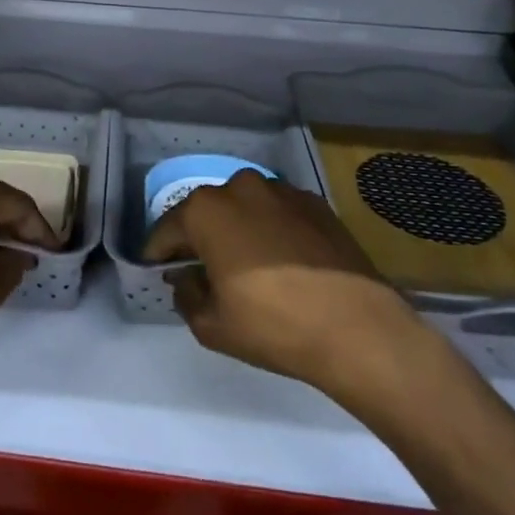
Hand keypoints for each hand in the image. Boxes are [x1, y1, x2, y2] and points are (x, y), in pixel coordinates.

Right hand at [143, 171, 430, 402]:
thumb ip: (186, 296)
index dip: (157, 253)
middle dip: (197, 237)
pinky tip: (281, 259)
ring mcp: (282, 191)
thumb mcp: (212, 325)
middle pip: (206, 211)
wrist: (357, 327)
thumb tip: (186, 279)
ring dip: (236, 229)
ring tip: (243, 263)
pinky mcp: (315, 203)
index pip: (167, 229)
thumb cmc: (273, 325)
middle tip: (199, 269)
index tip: (156, 271)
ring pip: (244, 207)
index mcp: (206, 211)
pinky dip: (270, 229)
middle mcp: (240, 187)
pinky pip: (278, 213)